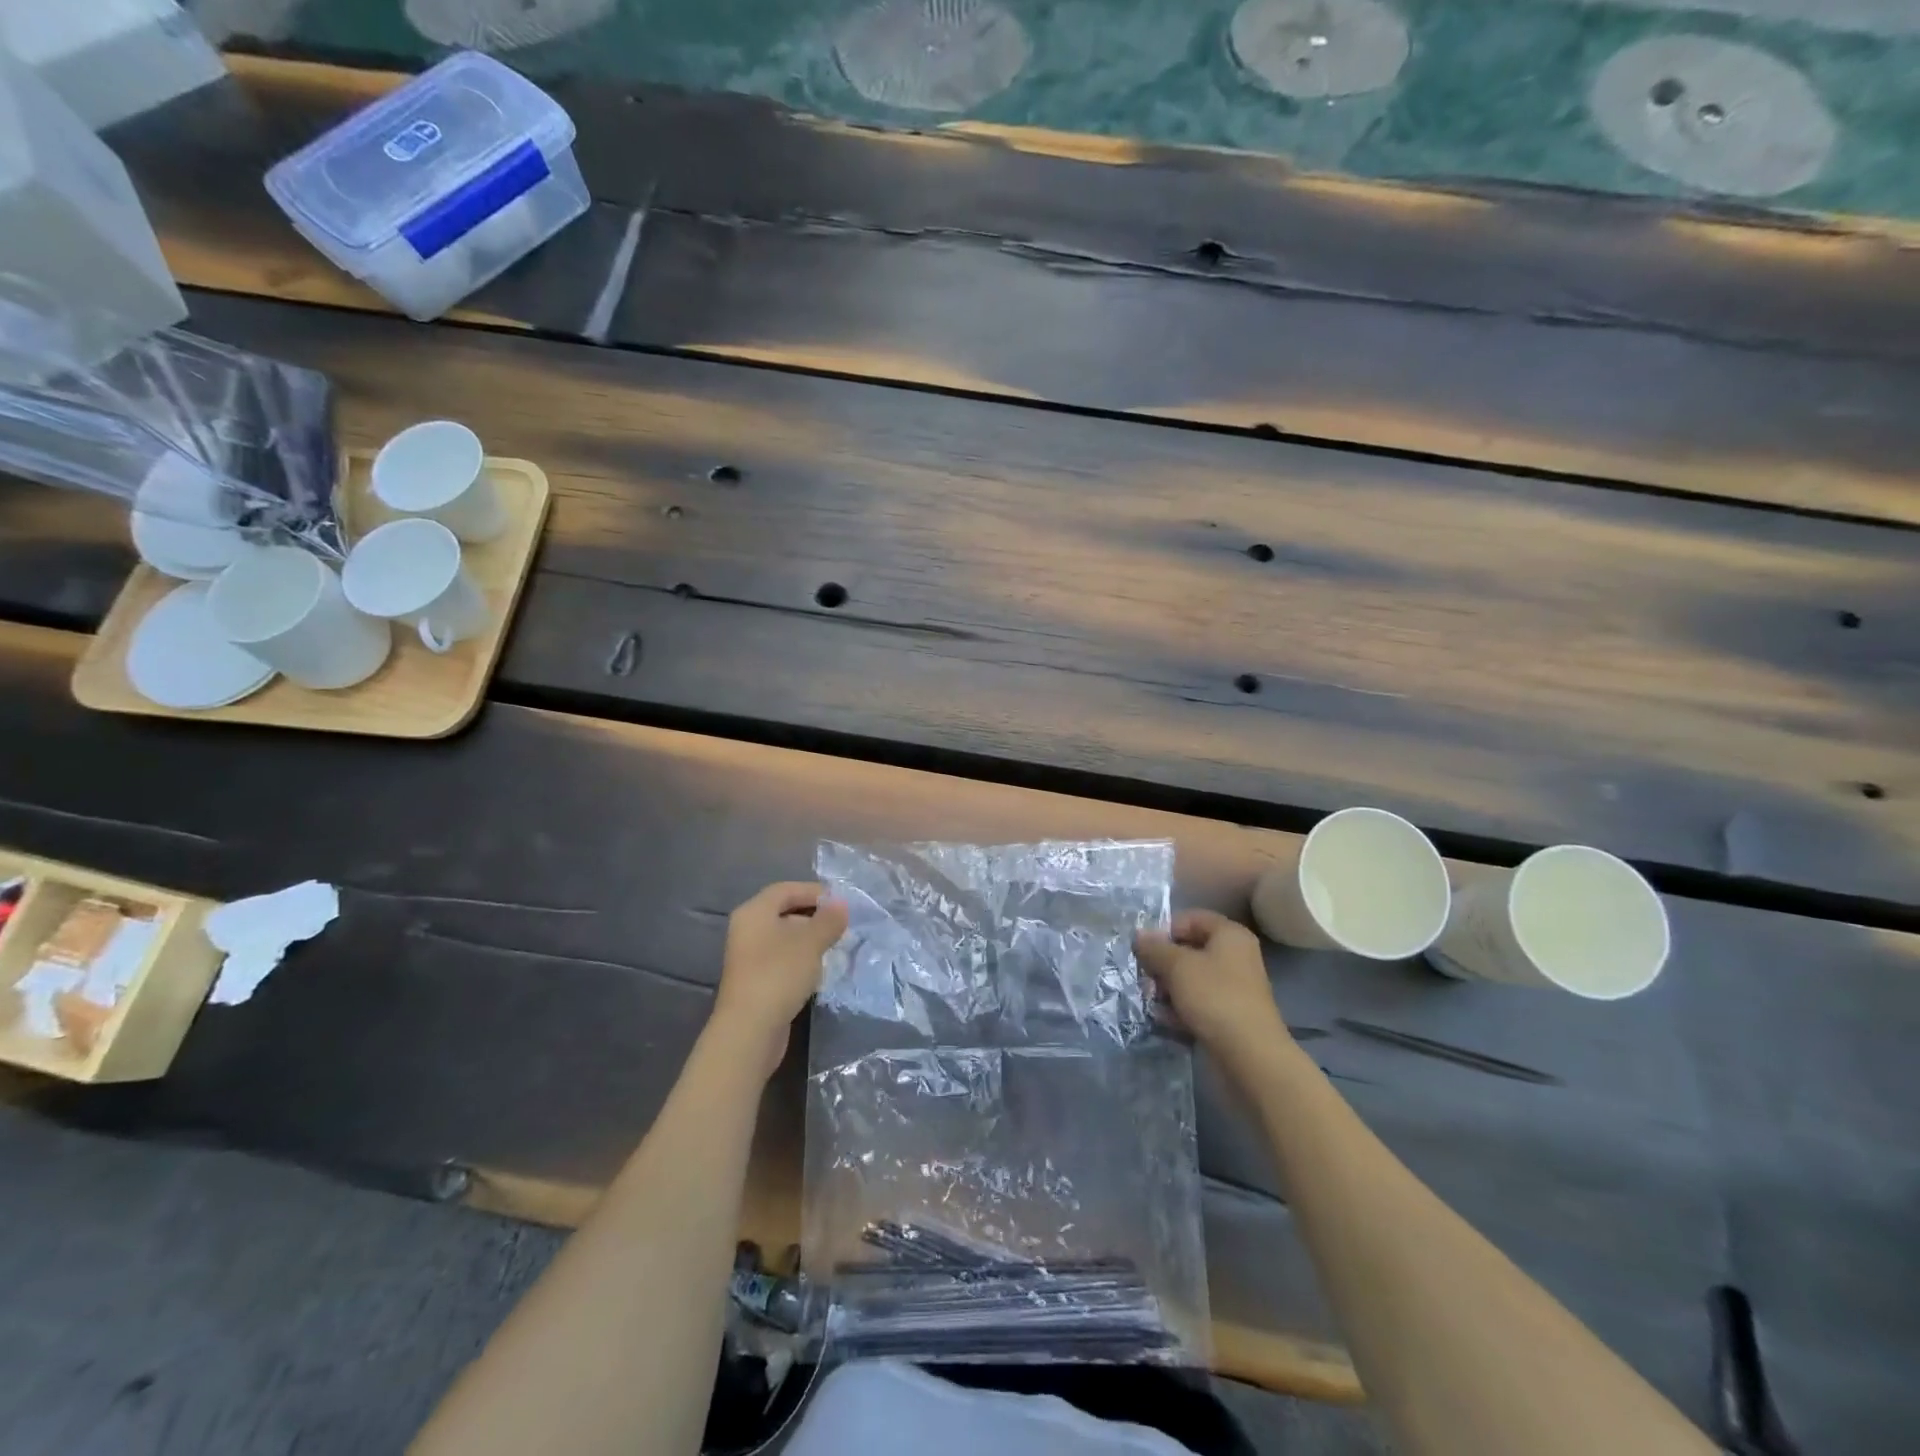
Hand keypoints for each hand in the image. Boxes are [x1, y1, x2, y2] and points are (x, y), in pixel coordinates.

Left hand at [712, 881, 848, 1076]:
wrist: (749, 1030)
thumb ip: (828, 920)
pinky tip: (819, 971)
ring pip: (784, 938)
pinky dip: (801, 960)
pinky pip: (781, 960)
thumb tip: (841, 904)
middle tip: (841, 926)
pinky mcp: (755, 981)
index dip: (814, 892)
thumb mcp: (810, 942)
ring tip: (835, 947)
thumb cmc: (779, 975)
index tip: (841, 902)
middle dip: (814, 916)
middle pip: (784, 912)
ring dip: (810, 940)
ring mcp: (748, 957)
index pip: (786, 890)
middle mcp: (747, 930)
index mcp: (754, 912)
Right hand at [1135, 910, 1291, 1077]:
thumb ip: (1155, 948)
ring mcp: (1232, 988)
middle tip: (1145, 978)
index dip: (1165, 930)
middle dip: (1162, 963)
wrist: (1250, 1056)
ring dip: (1167, 988)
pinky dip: (1180, 1009)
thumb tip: (1139, 934)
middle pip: (1189, 950)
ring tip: (1151, 1001)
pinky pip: (1197, 1003)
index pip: (1191, 918)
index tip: (1145, 949)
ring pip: (1190, 979)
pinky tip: (1164, 1020)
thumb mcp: (1177, 966)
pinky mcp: (1228, 1015)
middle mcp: (1234, 957)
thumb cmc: (1214, 998)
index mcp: (1230, 936)